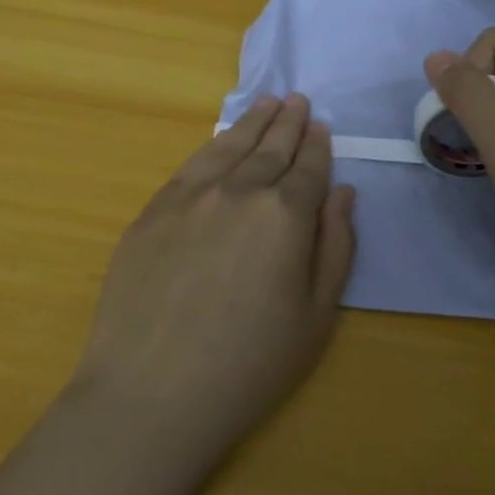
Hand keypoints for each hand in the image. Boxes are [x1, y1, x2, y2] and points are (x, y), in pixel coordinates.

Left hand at [73, 94, 356, 462]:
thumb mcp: (315, 316)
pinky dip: (213, 144)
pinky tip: (221, 140)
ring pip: (229, 146)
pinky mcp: (153, 210)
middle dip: (289, 123)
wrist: (151, 393)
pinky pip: (191, 165)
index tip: (322, 128)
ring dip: (253, 122)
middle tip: (298, 101)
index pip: (309, 168)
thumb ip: (335, 246)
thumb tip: (343, 193)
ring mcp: (190, 196)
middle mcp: (239, 191)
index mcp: (285, 215)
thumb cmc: (249, 365)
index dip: (318, 147)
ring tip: (267, 102)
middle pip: (270, 147)